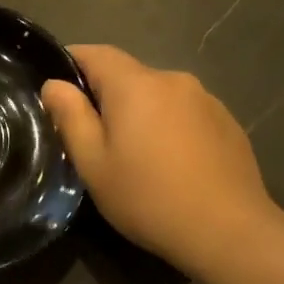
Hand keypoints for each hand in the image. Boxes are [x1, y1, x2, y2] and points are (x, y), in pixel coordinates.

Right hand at [40, 45, 280, 272]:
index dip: (71, 63)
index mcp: (135, 85)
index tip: (57, 90)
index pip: (95, 53)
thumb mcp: (93, 163)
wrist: (229, 231)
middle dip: (106, 97)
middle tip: (92, 137)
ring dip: (140, 113)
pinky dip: (169, 127)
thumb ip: (70, 117)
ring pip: (157, 95)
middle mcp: (173, 80)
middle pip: (127, 75)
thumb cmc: (147, 197)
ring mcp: (206, 99)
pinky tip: (170, 164)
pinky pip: (184, 113)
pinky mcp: (227, 122)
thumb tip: (54, 85)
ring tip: (134, 154)